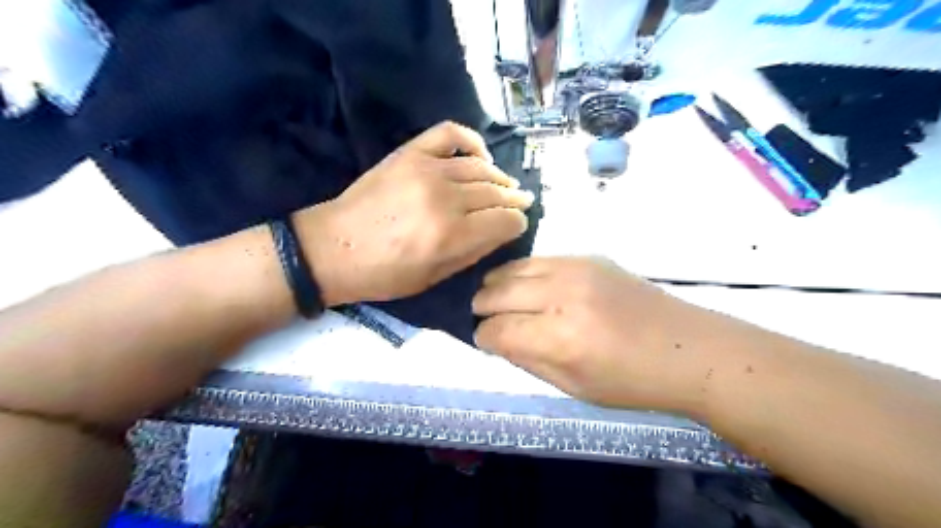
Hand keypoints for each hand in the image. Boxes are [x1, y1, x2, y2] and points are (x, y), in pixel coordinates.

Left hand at [293, 120, 531, 307]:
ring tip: (505, 185)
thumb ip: (472, 252)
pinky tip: (480, 156)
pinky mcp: (410, 153)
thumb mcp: (434, 278)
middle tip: (521, 203)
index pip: (506, 221)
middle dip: (514, 200)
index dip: (517, 224)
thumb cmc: (384, 274)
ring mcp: (427, 170)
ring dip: (499, 178)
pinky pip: (451, 134)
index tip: (517, 226)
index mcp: (452, 236)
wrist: (333, 248)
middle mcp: (446, 199)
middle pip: (497, 193)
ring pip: (480, 168)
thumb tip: (501, 231)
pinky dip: (472, 141)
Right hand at [474, 258, 708, 413]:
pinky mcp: (588, 257)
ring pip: (514, 269)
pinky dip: (522, 272)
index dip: (483, 337)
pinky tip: (524, 284)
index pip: (498, 330)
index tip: (482, 340)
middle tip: (481, 317)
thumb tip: (497, 340)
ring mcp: (576, 269)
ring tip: (495, 297)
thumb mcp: (573, 386)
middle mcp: (562, 296)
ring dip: (497, 285)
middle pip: (498, 292)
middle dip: (482, 307)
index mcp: (559, 338)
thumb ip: (527, 360)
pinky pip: (539, 259)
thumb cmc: (632, 381)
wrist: (688, 348)